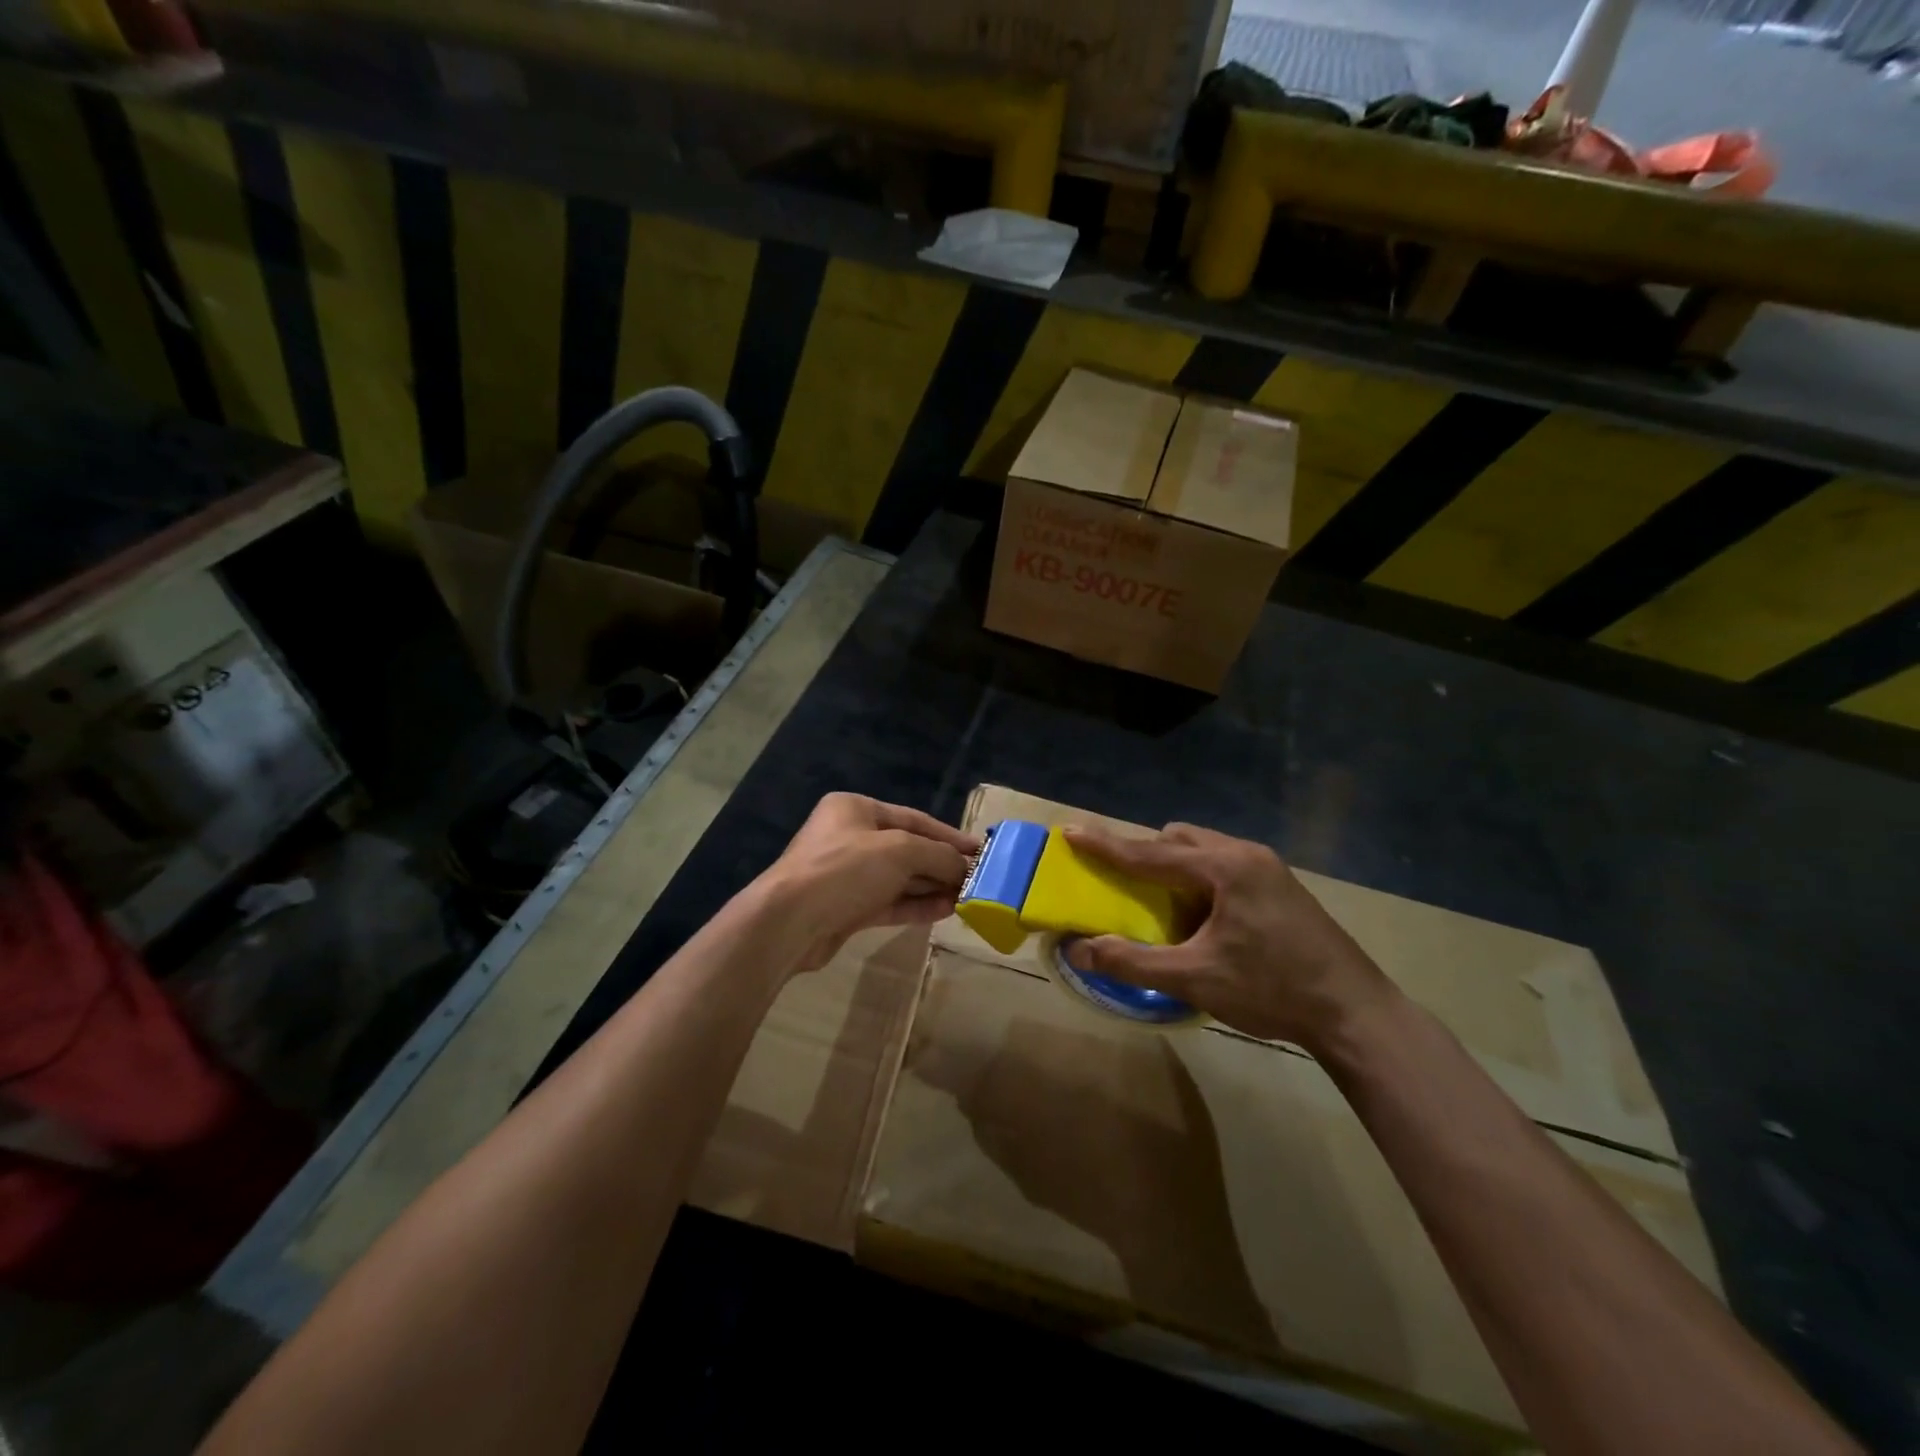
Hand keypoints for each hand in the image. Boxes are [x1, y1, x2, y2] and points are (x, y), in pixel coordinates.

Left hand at [762, 793, 978, 974]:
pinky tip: (946, 911)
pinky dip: (917, 905)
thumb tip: (965, 867)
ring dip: (933, 886)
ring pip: (899, 878)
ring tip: (968, 897)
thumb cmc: (845, 869)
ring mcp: (847, 875)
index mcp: (855, 809)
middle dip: (942, 864)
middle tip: (977, 878)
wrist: (789, 922)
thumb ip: (938, 855)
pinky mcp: (847, 908)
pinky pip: (890, 902)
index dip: (949, 835)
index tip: (980, 850)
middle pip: (908, 849)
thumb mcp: (900, 851)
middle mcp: (850, 837)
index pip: (914, 819)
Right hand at [1061, 822, 1396, 1048]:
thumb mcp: (1195, 979)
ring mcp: (1268, 867)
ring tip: (1163, 905)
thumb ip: (1132, 962)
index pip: (1150, 852)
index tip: (1071, 831)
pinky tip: (1202, 918)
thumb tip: (1078, 950)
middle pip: (1178, 839)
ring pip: (1203, 849)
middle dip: (1144, 854)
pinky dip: (1199, 879)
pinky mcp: (1281, 885)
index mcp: (1223, 868)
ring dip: (1174, 867)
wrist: (1355, 1013)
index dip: (1106, 845)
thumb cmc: (1272, 990)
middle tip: (1122, 884)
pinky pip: (1224, 864)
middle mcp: (1245, 854)